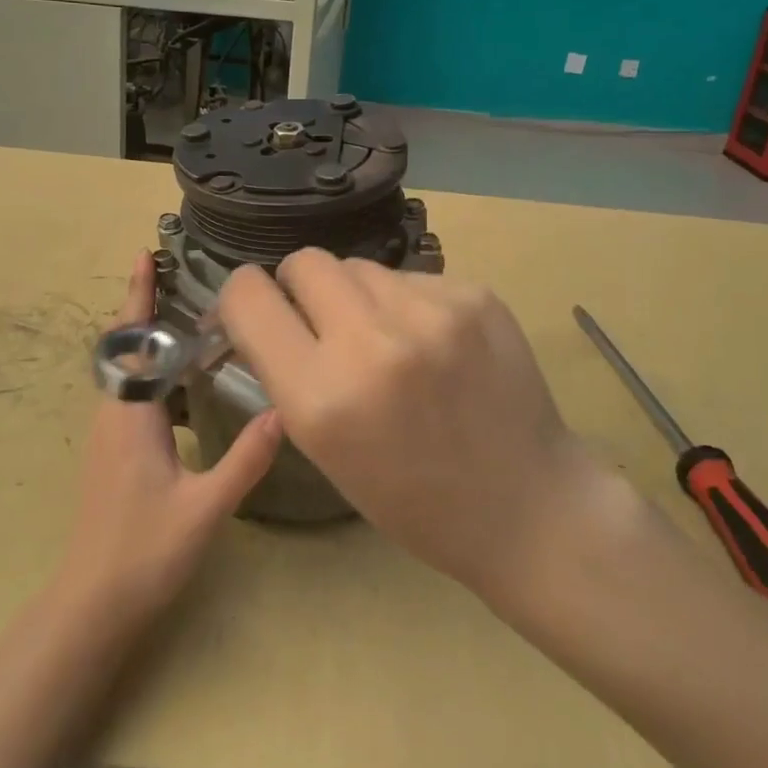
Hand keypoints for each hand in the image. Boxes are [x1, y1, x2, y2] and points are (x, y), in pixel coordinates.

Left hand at [54, 252, 283, 630]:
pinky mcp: (115, 451)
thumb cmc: (143, 553)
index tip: (146, 256)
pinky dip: (157, 373)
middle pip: (128, 347)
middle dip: (146, 307)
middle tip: (177, 274)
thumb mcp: (204, 508)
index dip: (138, 297)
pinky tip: (187, 384)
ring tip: (190, 319)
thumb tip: (283, 411)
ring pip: (131, 372)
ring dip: (153, 340)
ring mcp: (110, 434)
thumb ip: (244, 460)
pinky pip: (135, 394)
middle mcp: (114, 416)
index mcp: (130, 417)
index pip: (134, 342)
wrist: (93, 603)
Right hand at [216, 250, 586, 600]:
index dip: (241, 300)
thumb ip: (288, 373)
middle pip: (304, 261)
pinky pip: (411, 277)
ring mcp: (431, 312)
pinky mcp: (475, 295)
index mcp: (321, 397)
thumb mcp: (325, 449)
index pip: (247, 296)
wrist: (526, 506)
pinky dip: (407, 303)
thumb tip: (266, 315)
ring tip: (388, 340)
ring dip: (357, 296)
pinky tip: (434, 345)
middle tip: (322, 322)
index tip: (256, 314)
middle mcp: (371, 342)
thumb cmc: (412, 499)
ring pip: (360, 266)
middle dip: (300, 287)